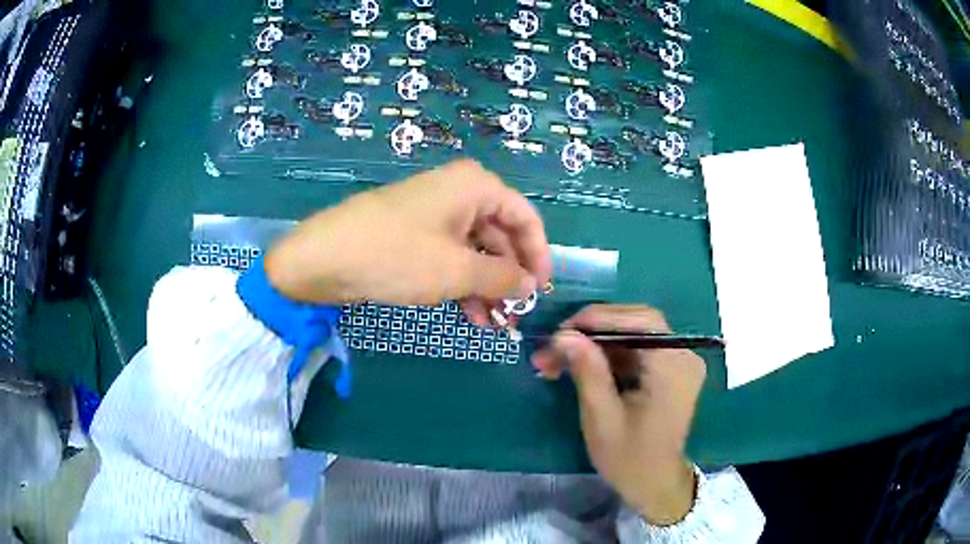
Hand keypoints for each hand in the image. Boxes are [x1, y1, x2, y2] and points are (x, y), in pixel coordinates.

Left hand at [265, 160, 551, 310]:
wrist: (323, 258)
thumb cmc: (397, 256)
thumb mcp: (457, 270)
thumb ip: (502, 277)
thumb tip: (531, 284)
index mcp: (475, 186)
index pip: (525, 218)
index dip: (539, 254)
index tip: (542, 290)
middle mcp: (458, 192)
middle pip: (500, 235)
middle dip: (509, 277)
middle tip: (516, 315)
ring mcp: (433, 212)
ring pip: (474, 249)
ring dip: (487, 286)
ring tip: (494, 324)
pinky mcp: (413, 233)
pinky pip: (449, 255)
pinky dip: (462, 283)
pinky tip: (470, 315)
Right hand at [531, 305, 705, 525]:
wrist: (655, 484)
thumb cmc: (630, 458)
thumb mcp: (602, 418)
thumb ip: (588, 372)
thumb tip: (563, 335)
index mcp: (674, 367)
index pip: (641, 321)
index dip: (600, 318)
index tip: (561, 330)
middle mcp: (683, 355)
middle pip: (637, 323)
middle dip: (593, 331)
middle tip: (556, 345)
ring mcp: (679, 361)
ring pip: (633, 335)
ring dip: (596, 343)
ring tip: (558, 358)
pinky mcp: (670, 370)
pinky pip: (637, 350)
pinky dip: (609, 355)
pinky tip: (581, 365)